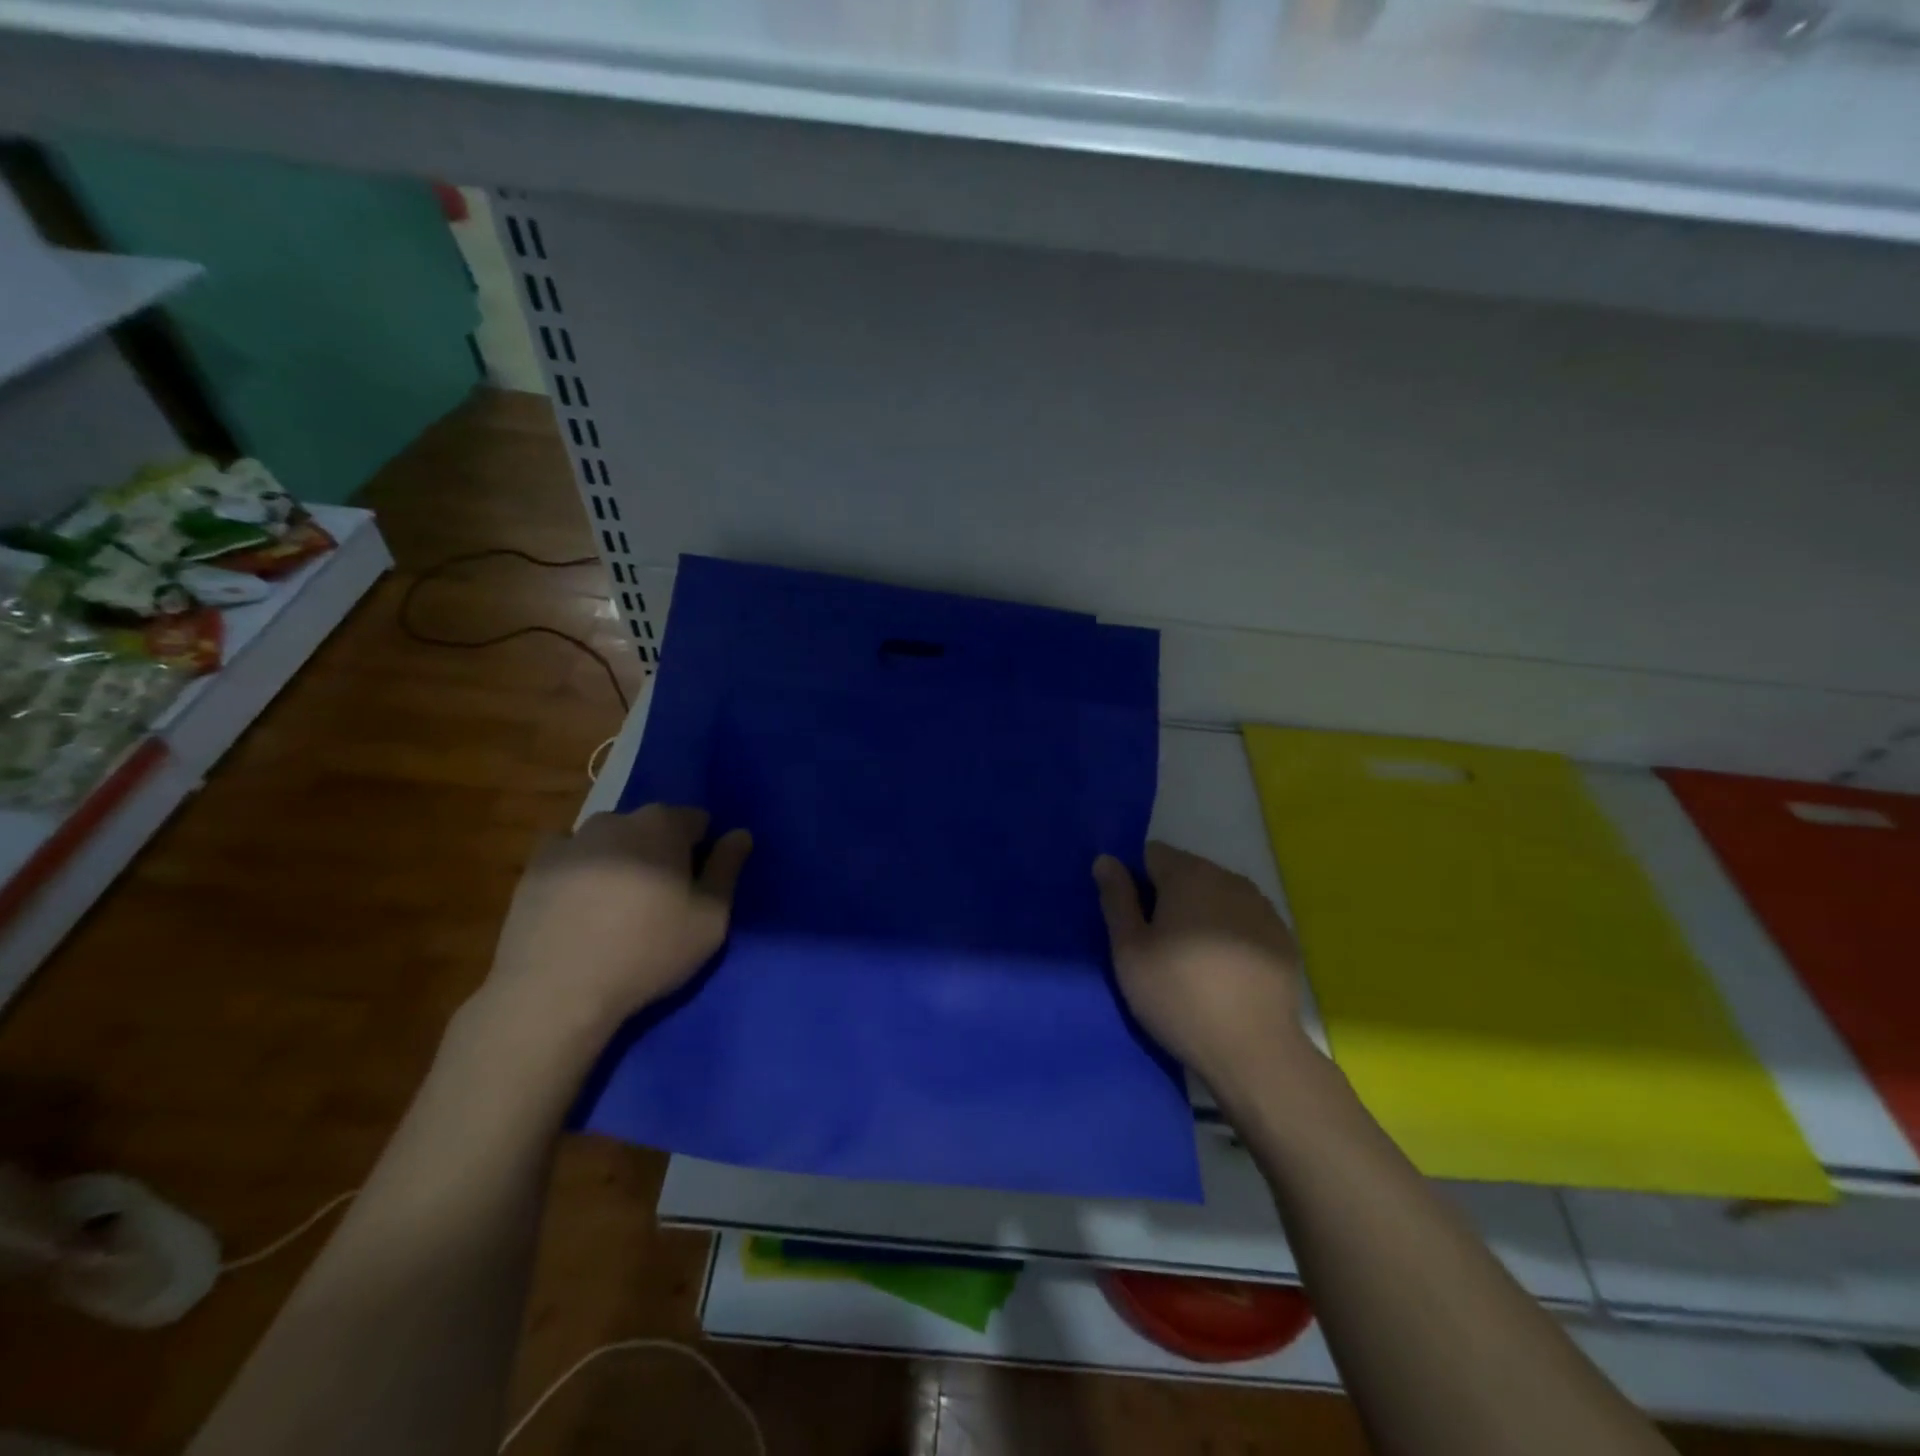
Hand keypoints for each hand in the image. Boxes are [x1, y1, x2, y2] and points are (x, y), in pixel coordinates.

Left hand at [478, 805, 751, 1048]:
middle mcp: (616, 820)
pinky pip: (569, 856)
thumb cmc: (648, 952)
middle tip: (659, 899)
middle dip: (660, 851)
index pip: (697, 819)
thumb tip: (740, 833)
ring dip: (620, 858)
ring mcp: (571, 841)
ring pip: (609, 840)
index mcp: (663, 825)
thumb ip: (727, 869)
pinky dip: (579, 870)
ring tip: (616, 906)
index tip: (696, 885)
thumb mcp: (710, 919)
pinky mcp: (534, 867)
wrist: (556, 991)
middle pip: (651, 826)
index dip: (702, 849)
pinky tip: (578, 905)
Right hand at [1094, 842, 1311, 1090]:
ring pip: (1217, 896)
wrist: (1254, 1051)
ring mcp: (1262, 907)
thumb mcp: (1129, 950)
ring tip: (1192, 961)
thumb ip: (1116, 898)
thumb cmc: (1179, 996)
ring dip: (1201, 914)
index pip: (1152, 854)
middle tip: (1158, 945)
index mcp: (1189, 875)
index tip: (1134, 920)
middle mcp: (1230, 879)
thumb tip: (1106, 859)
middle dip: (1169, 897)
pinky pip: (1244, 921)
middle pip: (1187, 872)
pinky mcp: (1283, 937)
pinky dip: (1230, 934)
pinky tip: (1225, 972)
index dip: (1137, 881)